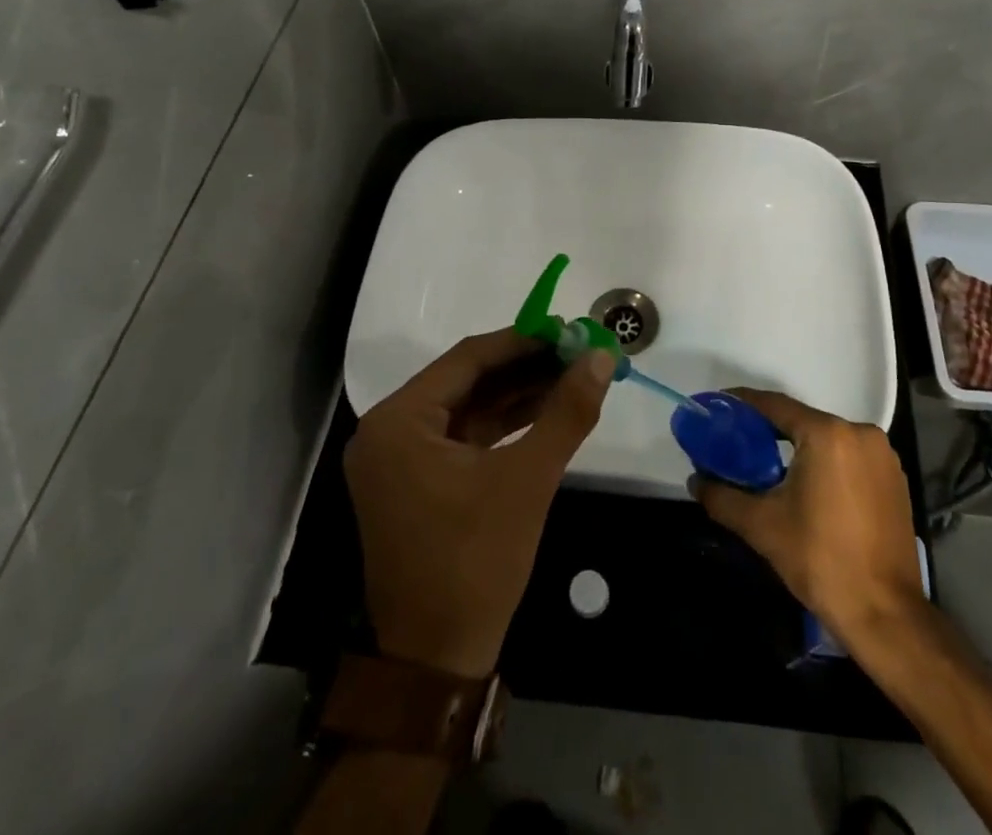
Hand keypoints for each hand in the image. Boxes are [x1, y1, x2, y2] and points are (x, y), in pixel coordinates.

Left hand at [345, 329, 614, 678]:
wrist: (437, 663)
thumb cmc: (475, 562)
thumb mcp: (528, 480)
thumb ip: (566, 411)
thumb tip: (602, 357)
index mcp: (399, 421)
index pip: (468, 358)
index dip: (522, 340)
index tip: (568, 328)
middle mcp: (389, 431)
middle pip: (467, 380)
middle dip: (524, 367)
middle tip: (576, 351)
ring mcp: (400, 460)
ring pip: (468, 408)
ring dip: (518, 394)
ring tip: (572, 375)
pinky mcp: (416, 483)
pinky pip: (464, 437)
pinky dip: (503, 424)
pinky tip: (546, 410)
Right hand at [691, 389, 923, 651]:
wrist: (886, 616)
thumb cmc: (821, 561)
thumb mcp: (762, 526)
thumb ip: (723, 497)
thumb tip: (695, 481)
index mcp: (827, 434)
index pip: (775, 406)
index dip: (744, 405)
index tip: (720, 407)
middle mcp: (860, 433)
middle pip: (803, 421)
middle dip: (770, 431)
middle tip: (739, 443)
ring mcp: (883, 456)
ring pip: (828, 440)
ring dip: (800, 449)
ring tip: (770, 467)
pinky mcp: (895, 480)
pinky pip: (850, 458)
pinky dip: (826, 464)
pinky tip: (809, 487)